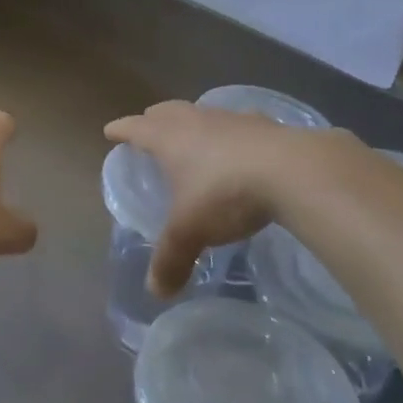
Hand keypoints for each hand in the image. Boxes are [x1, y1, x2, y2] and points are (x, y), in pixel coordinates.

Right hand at [105, 101, 352, 295]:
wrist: (292, 171)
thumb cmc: (226, 194)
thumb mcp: (191, 231)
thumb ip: (171, 259)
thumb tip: (156, 291)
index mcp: (169, 139)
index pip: (136, 128)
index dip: (121, 130)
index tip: (110, 130)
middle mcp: (196, 121)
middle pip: (168, 111)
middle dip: (154, 118)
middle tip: (148, 126)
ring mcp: (232, 119)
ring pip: (203, 112)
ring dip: (193, 120)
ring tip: (193, 134)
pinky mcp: (265, 125)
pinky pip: (240, 123)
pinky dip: (233, 131)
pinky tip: (242, 143)